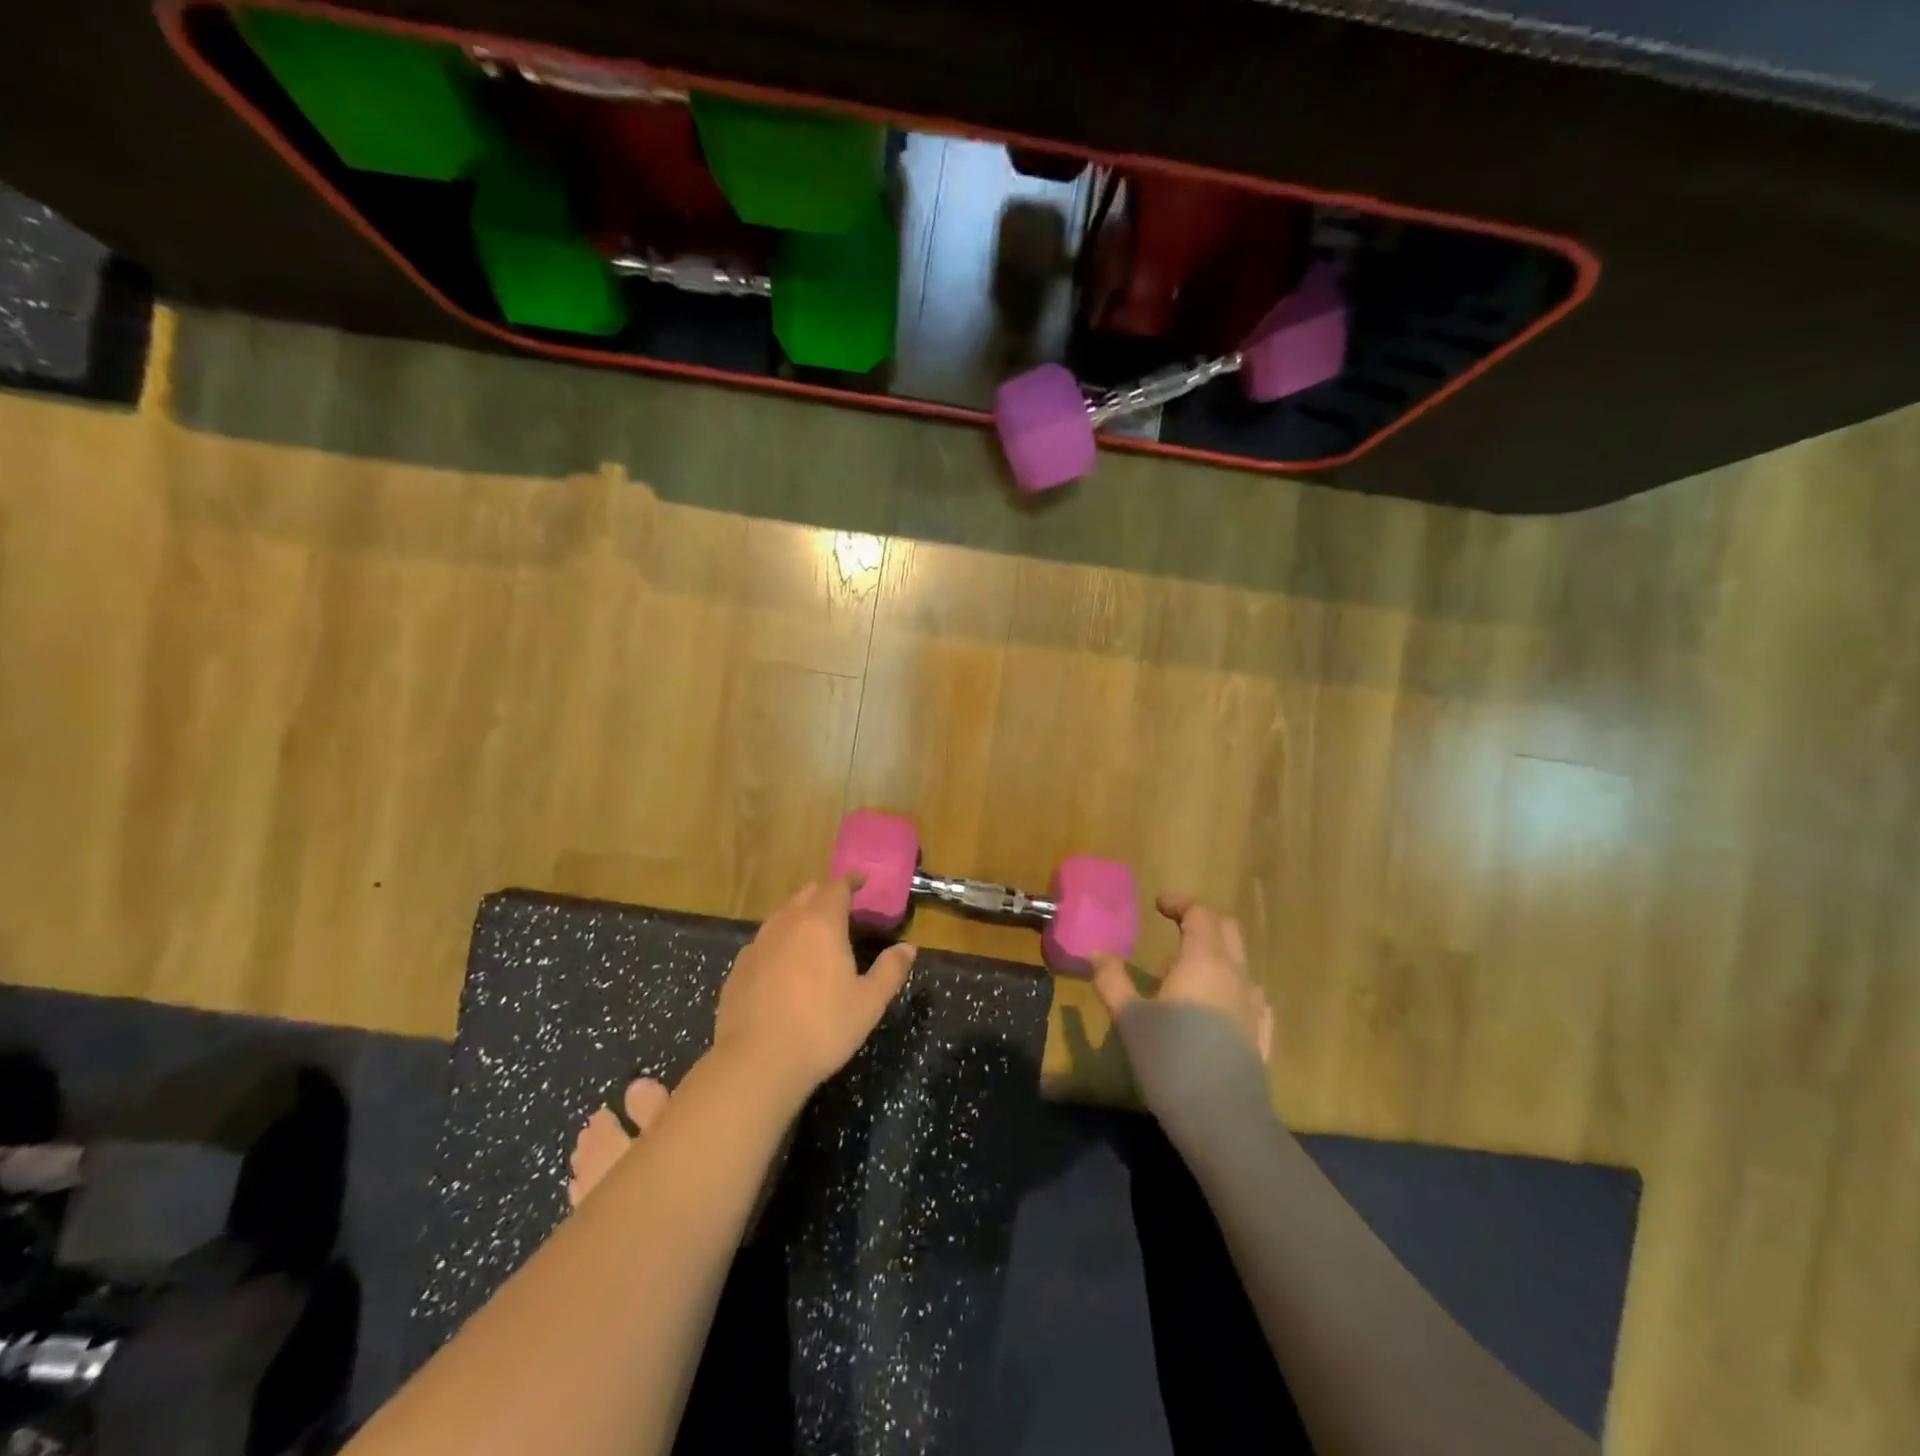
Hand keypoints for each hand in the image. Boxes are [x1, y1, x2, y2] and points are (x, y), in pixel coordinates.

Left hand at [713, 877, 915, 1106]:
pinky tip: (783, 964)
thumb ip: (891, 970)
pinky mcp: (738, 969)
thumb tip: (909, 947)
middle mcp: (786, 923)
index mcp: (821, 923)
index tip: (862, 880)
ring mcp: (758, 944)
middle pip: (806, 894)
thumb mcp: (869, 1002)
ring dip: (800, 915)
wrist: (756, 1062)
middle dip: (825, 894)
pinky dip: (779, 942)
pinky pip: (764, 942)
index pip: (836, 887)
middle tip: (842, 906)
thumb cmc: (822, 1027)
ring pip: (782, 916)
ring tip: (813, 933)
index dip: (851, 880)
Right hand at [1091, 895, 1273, 1132]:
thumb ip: (1112, 980)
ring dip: (1217, 955)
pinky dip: (1233, 988)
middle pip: (1228, 930)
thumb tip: (1098, 953)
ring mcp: (1255, 1006)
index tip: (1159, 905)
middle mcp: (1234, 974)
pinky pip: (1252, 996)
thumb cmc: (1170, 1059)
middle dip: (1203, 921)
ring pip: (1241, 963)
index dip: (1180, 903)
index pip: (1199, 914)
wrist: (1223, 1120)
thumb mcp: (1129, 1018)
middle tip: (1176, 927)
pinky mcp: (1262, 1035)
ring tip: (1188, 974)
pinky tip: (1219, 1007)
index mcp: (1202, 961)